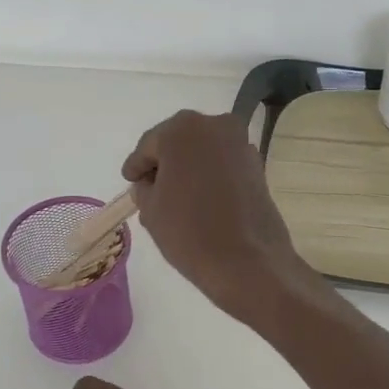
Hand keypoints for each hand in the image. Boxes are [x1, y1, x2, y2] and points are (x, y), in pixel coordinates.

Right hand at [122, 110, 311, 325]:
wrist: (247, 262)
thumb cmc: (190, 232)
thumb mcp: (151, 210)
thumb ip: (144, 188)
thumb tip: (150, 184)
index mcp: (181, 130)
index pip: (149, 145)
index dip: (137, 165)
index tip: (130, 179)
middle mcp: (214, 127)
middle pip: (179, 142)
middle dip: (165, 162)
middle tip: (151, 186)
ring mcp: (241, 145)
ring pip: (204, 152)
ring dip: (190, 168)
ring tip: (177, 196)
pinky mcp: (258, 166)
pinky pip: (224, 165)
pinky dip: (211, 176)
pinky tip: (202, 199)